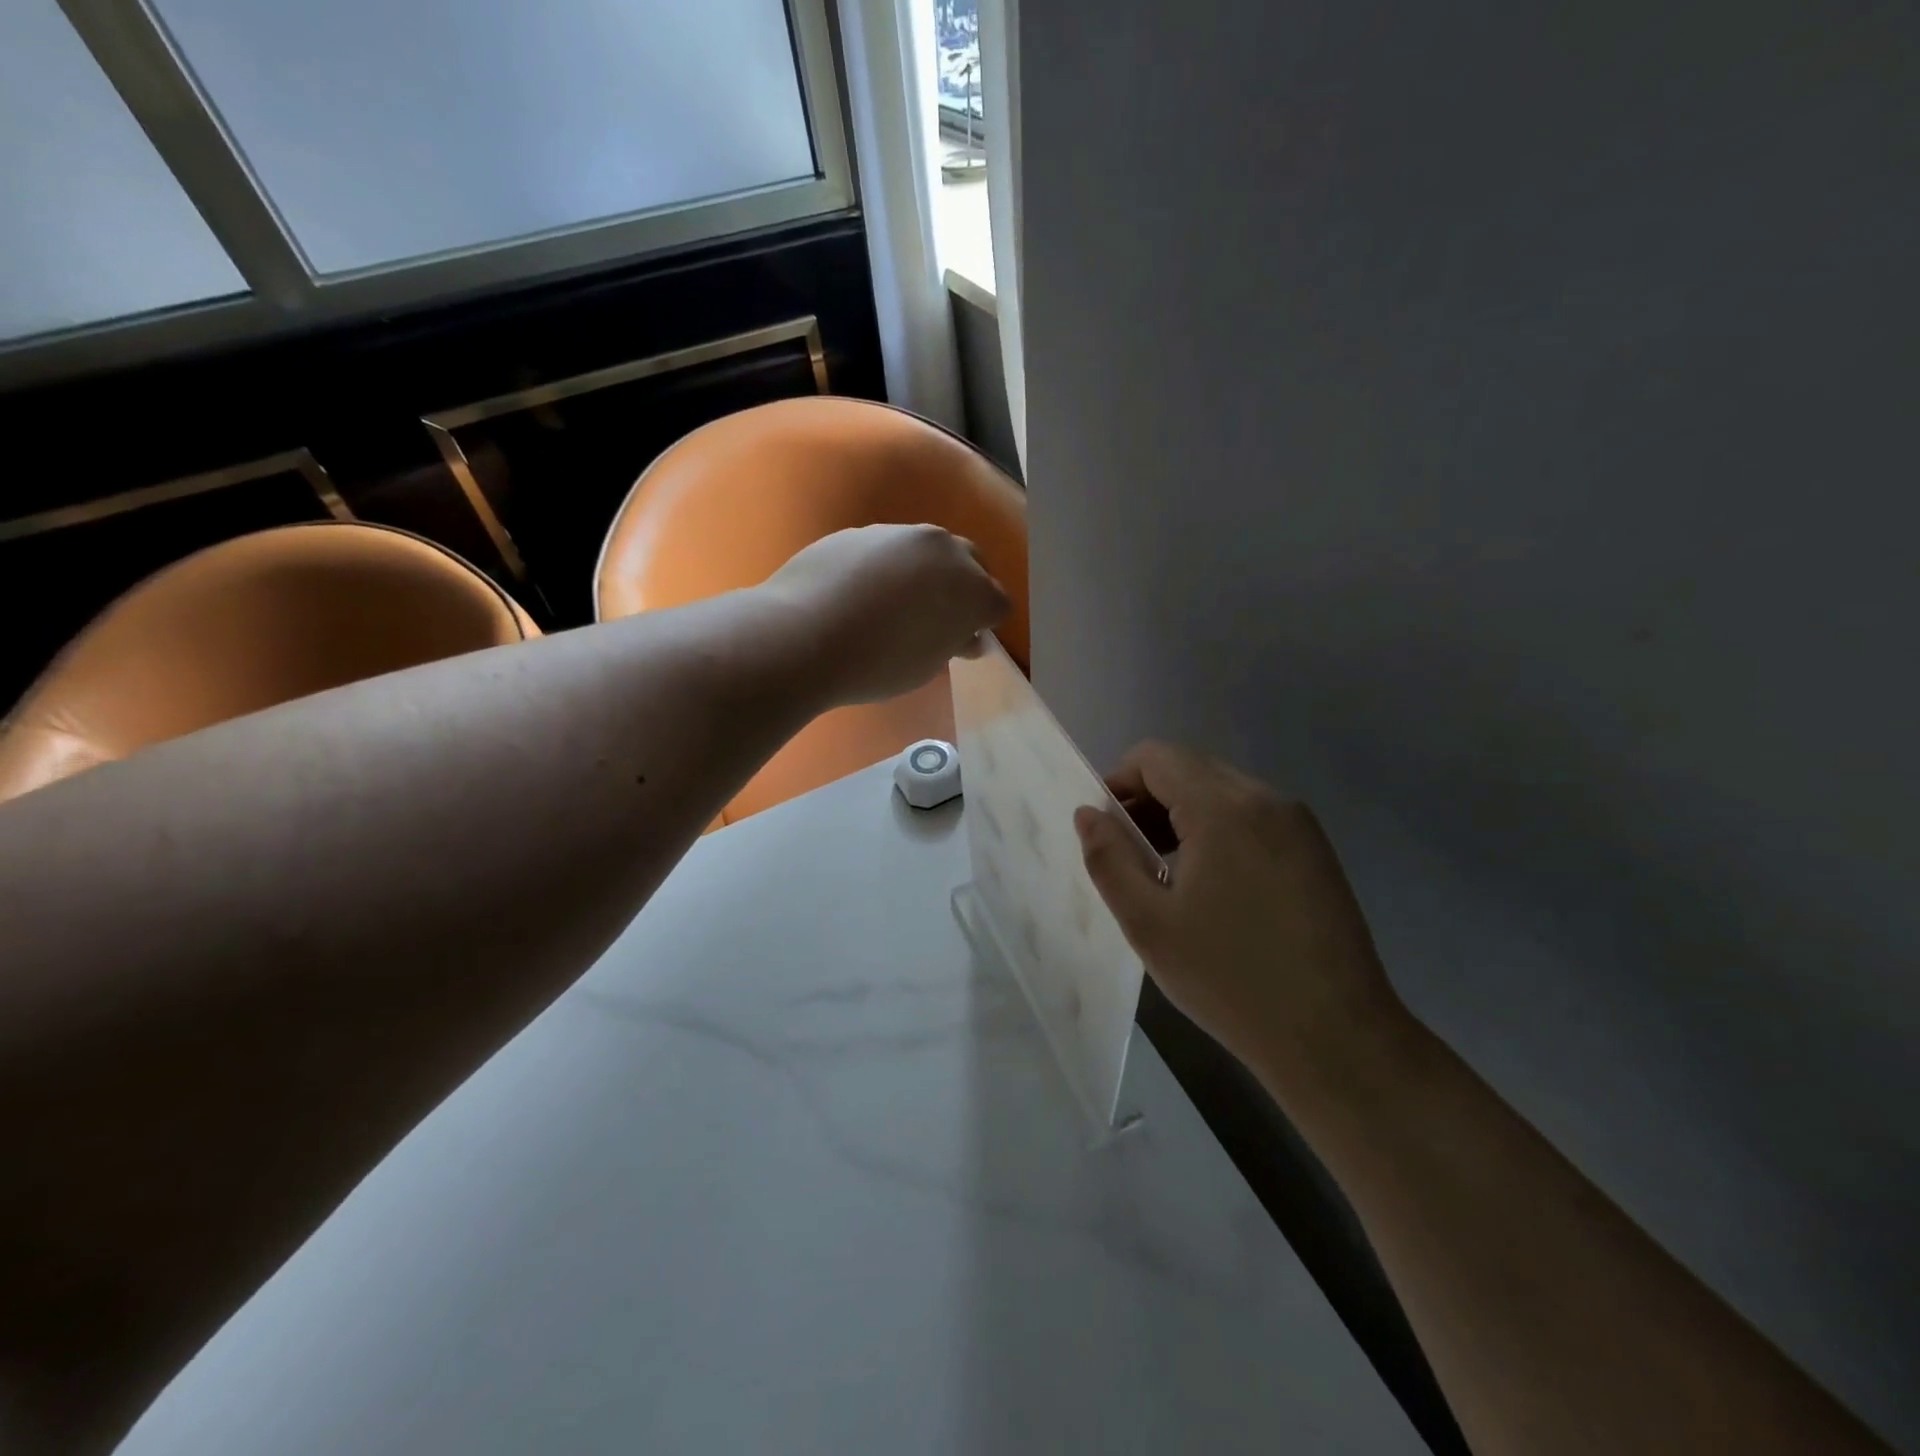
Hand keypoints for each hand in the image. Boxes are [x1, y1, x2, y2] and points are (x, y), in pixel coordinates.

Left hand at [760, 524, 1010, 707]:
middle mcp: (945, 551)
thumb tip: (965, 636)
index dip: (984, 625)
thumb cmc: (877, 664)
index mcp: (973, 590)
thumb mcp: (926, 666)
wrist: (803, 635)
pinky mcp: (862, 531)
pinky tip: (860, 593)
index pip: (997, 604)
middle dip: (963, 588)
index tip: (964, 643)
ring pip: (928, 551)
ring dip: (925, 572)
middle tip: (938, 618)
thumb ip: (953, 644)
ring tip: (896, 604)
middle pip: (972, 564)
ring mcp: (901, 534)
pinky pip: (888, 549)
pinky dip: (886, 567)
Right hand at [1073, 741, 1405, 1102]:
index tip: (1105, 829)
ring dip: (1181, 815)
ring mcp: (1297, 823)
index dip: (1119, 781)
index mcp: (1223, 808)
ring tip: (1165, 874)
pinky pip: (1251, 816)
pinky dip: (1217, 830)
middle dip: (1148, 799)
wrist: (1336, 1037)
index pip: (1156, 756)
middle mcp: (1265, 799)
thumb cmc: (1229, 979)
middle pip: (1189, 768)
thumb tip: (1088, 813)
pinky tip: (1212, 887)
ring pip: (1221, 791)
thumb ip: (1108, 859)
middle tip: (1128, 856)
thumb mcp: (1148, 923)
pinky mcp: (1315, 849)